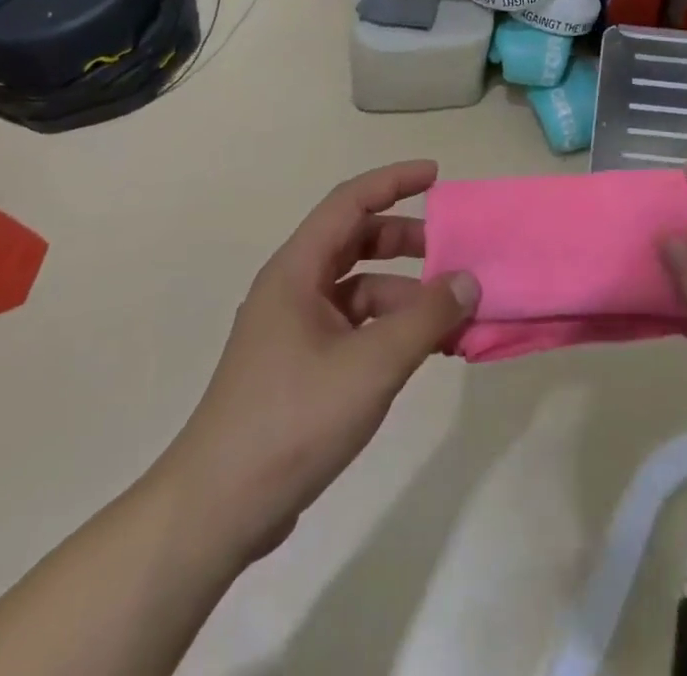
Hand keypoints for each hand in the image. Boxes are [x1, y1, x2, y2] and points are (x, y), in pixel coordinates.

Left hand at [165, 161, 479, 561]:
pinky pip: (356, 326)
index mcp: (296, 271)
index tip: (436, 176)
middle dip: (406, 241)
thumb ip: (426, 318)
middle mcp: (293, 289)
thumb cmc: (292, 420)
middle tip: (453, 251)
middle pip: (356, 242)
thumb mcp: (371, 365)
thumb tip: (468, 280)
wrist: (217, 511)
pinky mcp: (302, 366)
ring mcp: (295, 330)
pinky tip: (425, 351)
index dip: (393, 181)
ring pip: (359, 289)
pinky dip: (391, 328)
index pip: (349, 202)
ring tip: (453, 316)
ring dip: (405, 294)